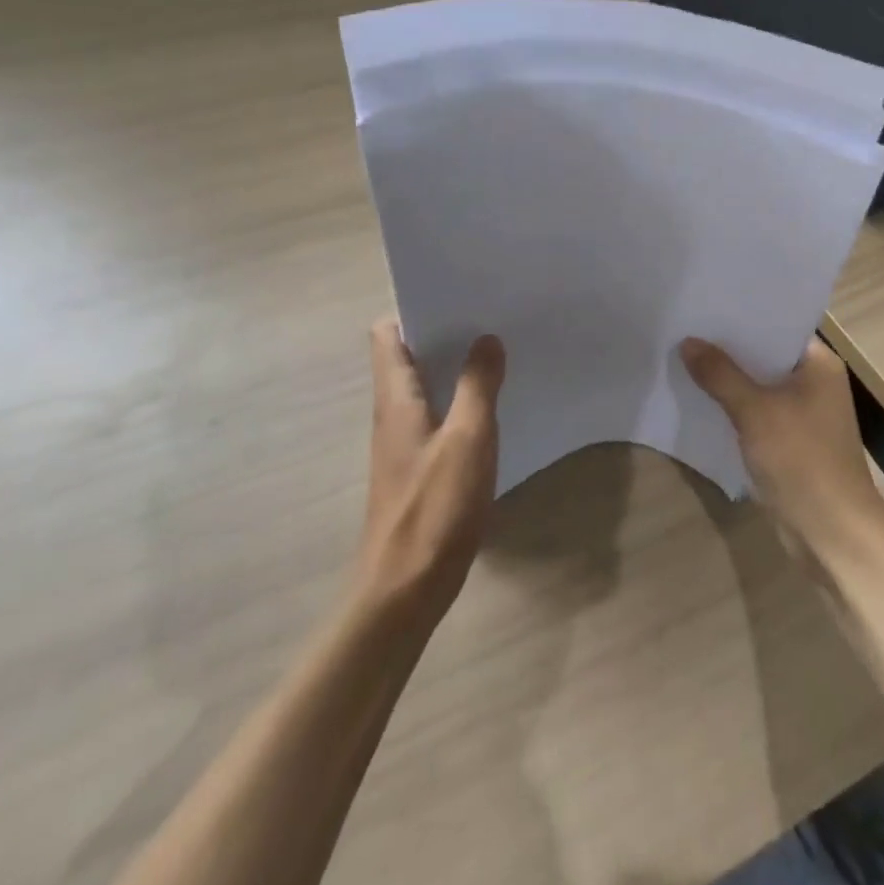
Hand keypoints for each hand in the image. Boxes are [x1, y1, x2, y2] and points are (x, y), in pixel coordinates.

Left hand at [355, 317, 505, 627]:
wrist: (404, 589)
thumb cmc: (434, 508)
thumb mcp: (468, 439)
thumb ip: (478, 385)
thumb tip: (486, 338)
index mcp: (396, 397)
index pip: (386, 333)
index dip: (414, 308)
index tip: (456, 295)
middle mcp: (393, 412)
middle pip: (408, 354)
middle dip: (445, 331)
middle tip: (489, 316)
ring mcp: (404, 441)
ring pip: (426, 385)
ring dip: (454, 366)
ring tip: (498, 350)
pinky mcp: (418, 467)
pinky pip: (438, 415)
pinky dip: (460, 400)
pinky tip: (493, 406)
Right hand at [680, 336, 883, 569]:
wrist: (833, 535)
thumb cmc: (802, 460)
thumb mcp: (755, 411)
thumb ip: (720, 374)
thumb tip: (688, 341)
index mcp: (819, 363)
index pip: (777, 325)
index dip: (742, 315)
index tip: (704, 301)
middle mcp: (814, 382)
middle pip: (764, 355)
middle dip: (727, 347)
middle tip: (683, 325)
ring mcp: (802, 414)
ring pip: (757, 386)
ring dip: (726, 379)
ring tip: (682, 355)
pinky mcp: (788, 443)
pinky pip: (755, 413)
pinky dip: (731, 407)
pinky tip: (697, 398)